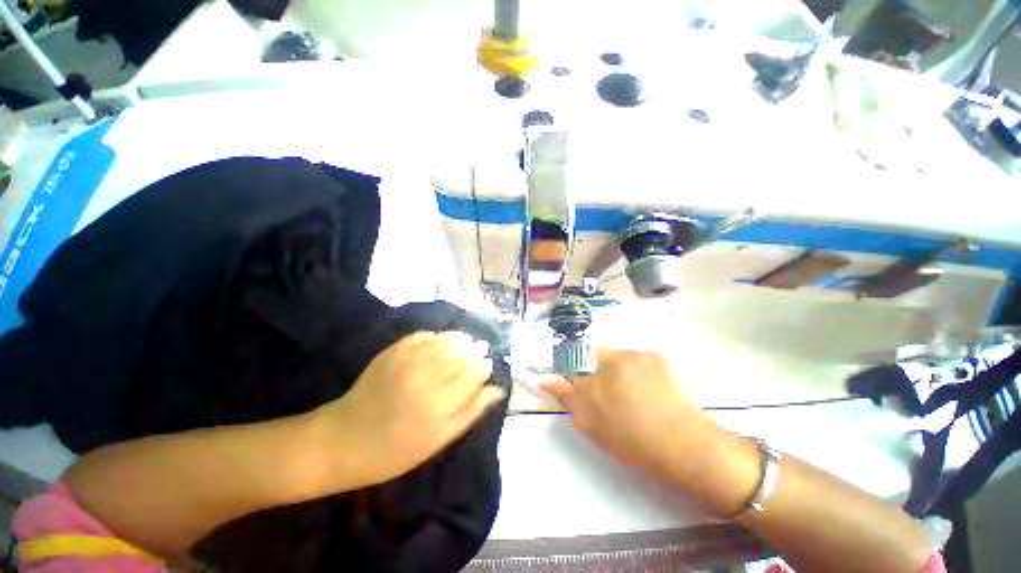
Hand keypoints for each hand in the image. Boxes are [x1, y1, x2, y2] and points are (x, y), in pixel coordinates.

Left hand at [313, 331, 504, 487]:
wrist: (345, 440)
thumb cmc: (397, 449)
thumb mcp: (439, 439)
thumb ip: (471, 411)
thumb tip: (497, 389)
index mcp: (441, 402)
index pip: (474, 373)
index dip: (483, 365)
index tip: (487, 363)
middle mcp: (428, 376)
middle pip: (462, 354)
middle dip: (475, 350)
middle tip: (480, 348)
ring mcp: (409, 360)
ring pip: (445, 341)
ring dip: (459, 339)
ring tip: (466, 340)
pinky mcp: (393, 352)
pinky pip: (422, 336)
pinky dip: (436, 335)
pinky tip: (442, 338)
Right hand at [541, 349, 713, 480]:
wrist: (686, 447)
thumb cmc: (631, 436)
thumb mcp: (590, 420)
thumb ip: (566, 395)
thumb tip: (545, 379)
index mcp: (602, 362)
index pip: (576, 355)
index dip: (575, 372)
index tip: (582, 391)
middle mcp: (622, 351)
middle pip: (598, 356)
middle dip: (596, 375)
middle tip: (606, 402)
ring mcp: (645, 355)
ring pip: (619, 361)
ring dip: (617, 376)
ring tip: (630, 403)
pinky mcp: (663, 363)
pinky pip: (639, 365)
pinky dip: (636, 377)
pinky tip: (647, 398)